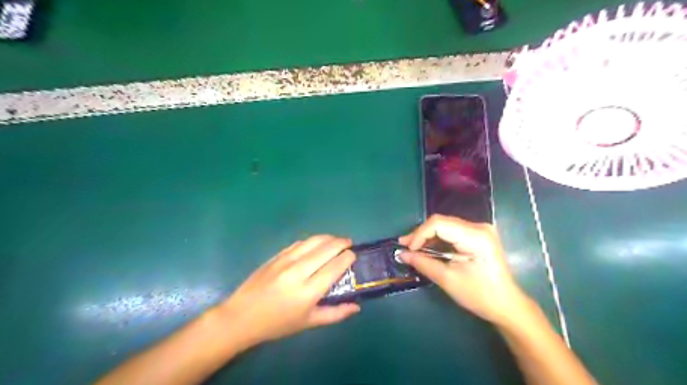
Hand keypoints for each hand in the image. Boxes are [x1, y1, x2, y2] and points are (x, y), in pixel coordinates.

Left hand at [218, 234, 359, 349]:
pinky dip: (312, 241)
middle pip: (326, 249)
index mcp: (308, 292)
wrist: (241, 317)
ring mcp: (285, 261)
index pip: (335, 267)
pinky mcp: (276, 256)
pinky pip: (299, 243)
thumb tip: (356, 307)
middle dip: (341, 243)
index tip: (353, 256)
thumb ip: (335, 314)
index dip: (347, 258)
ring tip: (336, 240)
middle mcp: (298, 272)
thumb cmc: (277, 324)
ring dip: (328, 238)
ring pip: (312, 241)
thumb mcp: (308, 323)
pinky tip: (316, 244)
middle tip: (349, 244)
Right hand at [400, 214, 526, 324]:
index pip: (439, 224)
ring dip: (428, 237)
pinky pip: (452, 232)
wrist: (507, 305)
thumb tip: (402, 254)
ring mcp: (480, 230)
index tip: (407, 250)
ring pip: (445, 226)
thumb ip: (423, 263)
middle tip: (404, 248)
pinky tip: (427, 249)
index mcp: (476, 236)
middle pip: (442, 222)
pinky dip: (438, 240)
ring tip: (412, 249)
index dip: (419, 234)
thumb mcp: (448, 280)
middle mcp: (479, 227)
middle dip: (421, 234)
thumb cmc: (480, 295)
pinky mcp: (478, 236)